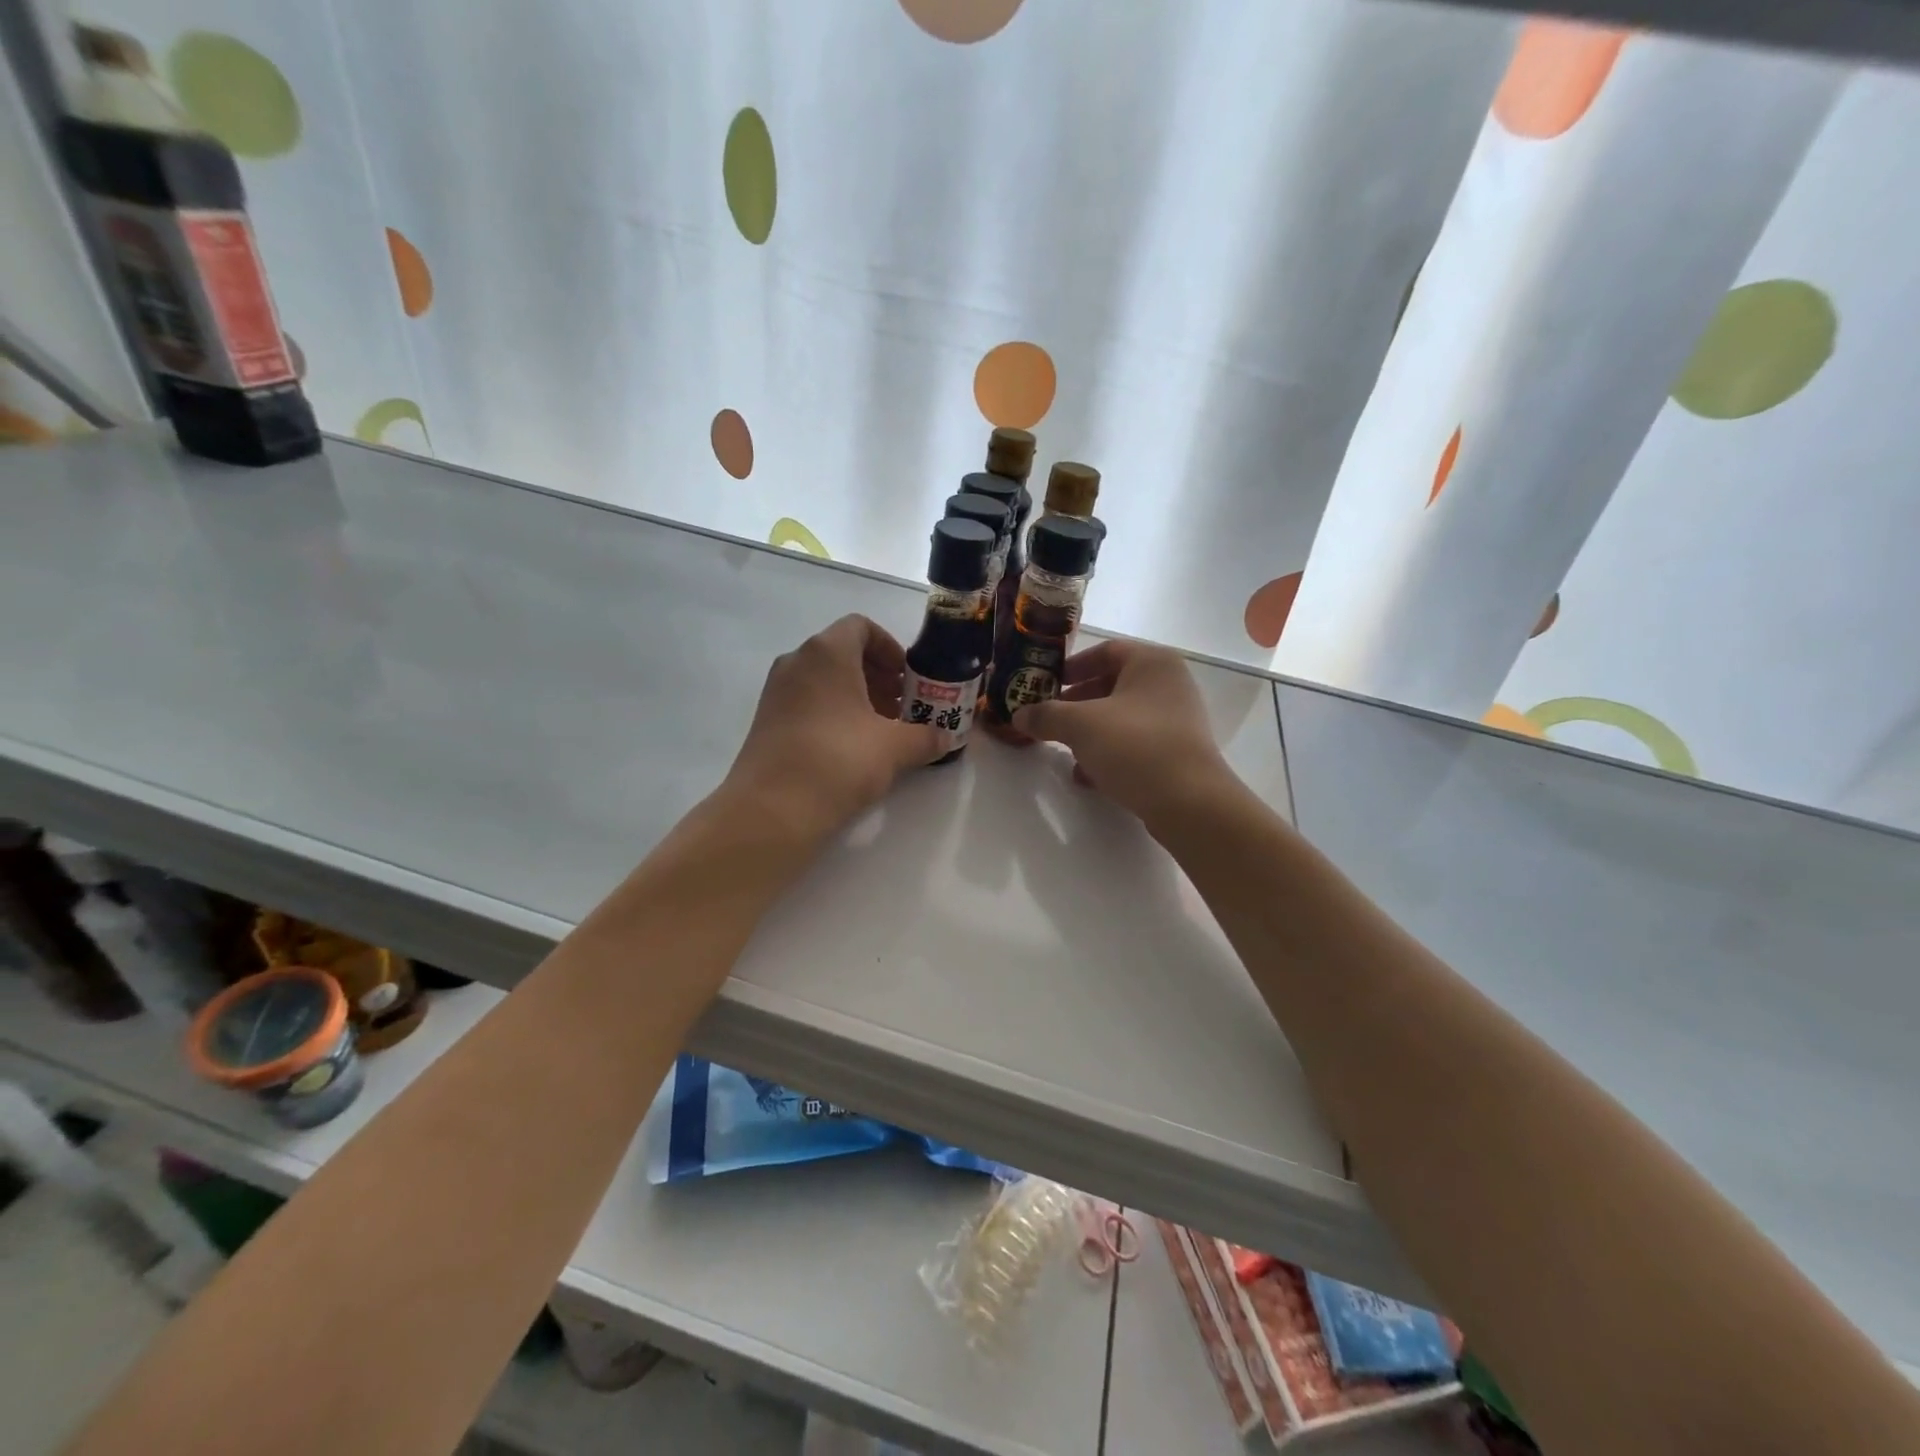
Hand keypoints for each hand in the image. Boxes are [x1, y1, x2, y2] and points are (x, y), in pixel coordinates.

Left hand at [722, 614, 944, 841]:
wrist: (772, 809)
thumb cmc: (838, 760)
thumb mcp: (894, 748)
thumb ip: (925, 736)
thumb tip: (945, 739)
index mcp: (827, 652)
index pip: (861, 627)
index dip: (890, 648)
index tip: (909, 678)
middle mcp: (797, 661)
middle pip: (843, 653)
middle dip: (878, 676)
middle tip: (903, 707)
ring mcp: (777, 691)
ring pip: (825, 679)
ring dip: (858, 696)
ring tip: (883, 730)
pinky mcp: (767, 720)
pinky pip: (808, 701)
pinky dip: (834, 712)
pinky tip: (853, 748)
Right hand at [1012, 639, 1237, 826]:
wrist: (1188, 802)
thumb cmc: (1134, 746)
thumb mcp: (1080, 725)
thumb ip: (1046, 715)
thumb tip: (1019, 714)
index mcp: (1152, 662)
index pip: (1106, 651)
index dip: (1073, 666)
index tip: (1047, 684)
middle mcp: (1169, 684)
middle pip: (1113, 684)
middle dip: (1077, 702)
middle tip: (1050, 717)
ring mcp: (1176, 720)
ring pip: (1122, 717)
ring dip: (1090, 731)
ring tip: (1064, 749)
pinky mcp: (1177, 753)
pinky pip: (1135, 744)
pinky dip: (1109, 753)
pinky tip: (1086, 775)